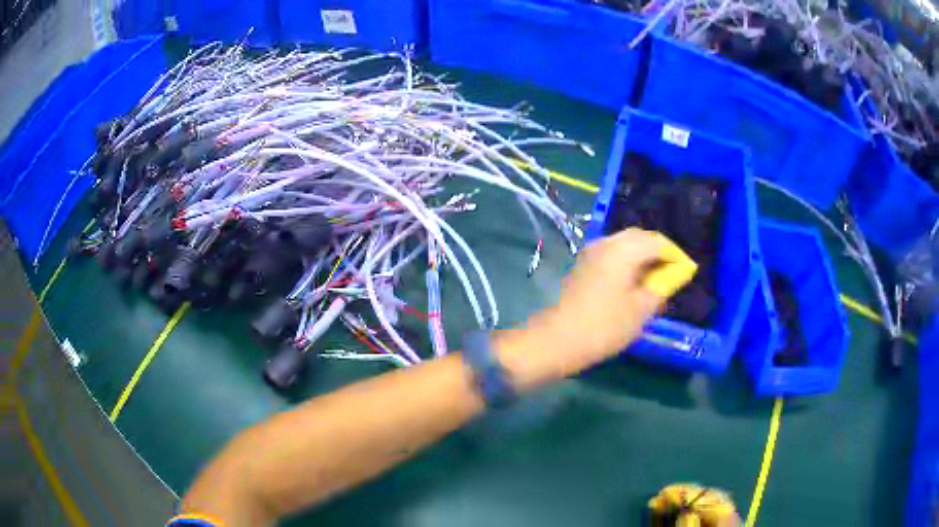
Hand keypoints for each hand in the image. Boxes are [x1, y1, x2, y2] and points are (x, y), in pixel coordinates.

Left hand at [497, 228, 696, 388]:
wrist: (559, 339)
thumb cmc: (605, 326)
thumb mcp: (641, 310)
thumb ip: (660, 288)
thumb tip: (670, 277)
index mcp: (623, 249)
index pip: (657, 241)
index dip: (675, 254)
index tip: (687, 269)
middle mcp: (606, 243)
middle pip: (639, 237)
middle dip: (658, 251)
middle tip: (671, 271)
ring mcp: (591, 253)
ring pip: (624, 245)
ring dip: (642, 256)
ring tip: (654, 278)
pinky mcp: (582, 266)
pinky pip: (612, 255)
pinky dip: (627, 262)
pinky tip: (633, 281)